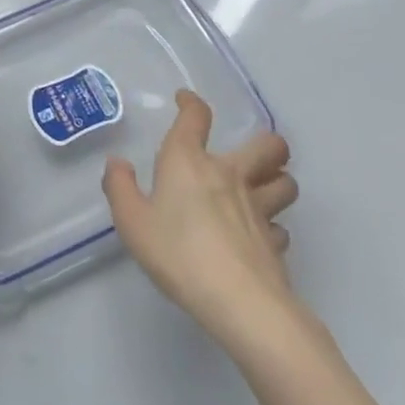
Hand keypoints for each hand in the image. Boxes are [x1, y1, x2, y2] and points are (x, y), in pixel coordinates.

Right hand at [103, 90, 298, 341]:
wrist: (239, 303)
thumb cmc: (178, 253)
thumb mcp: (132, 222)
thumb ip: (120, 188)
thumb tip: (118, 164)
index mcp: (189, 161)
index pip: (195, 117)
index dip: (191, 103)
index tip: (186, 101)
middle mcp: (229, 175)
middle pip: (267, 145)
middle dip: (266, 143)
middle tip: (252, 153)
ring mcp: (259, 208)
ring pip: (285, 182)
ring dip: (277, 181)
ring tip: (263, 189)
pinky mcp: (275, 243)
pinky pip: (280, 227)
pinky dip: (273, 228)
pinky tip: (259, 238)